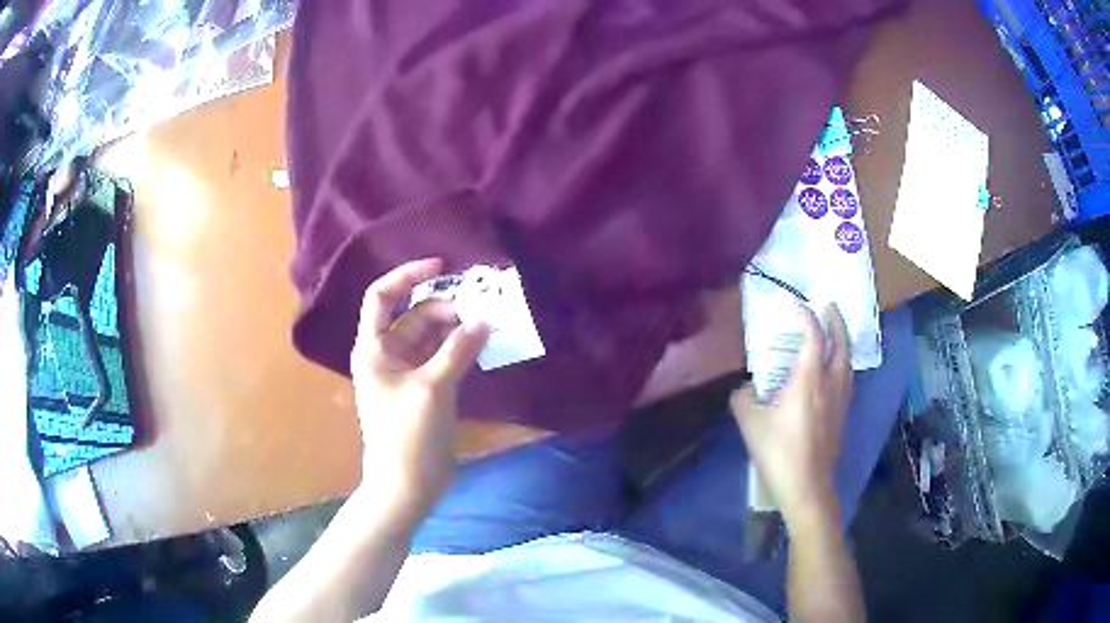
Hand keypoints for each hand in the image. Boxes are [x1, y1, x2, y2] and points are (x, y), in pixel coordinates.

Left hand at [350, 258, 488, 511]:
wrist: (407, 485)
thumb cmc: (407, 435)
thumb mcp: (432, 388)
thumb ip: (458, 350)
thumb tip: (484, 320)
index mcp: (373, 348)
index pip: (382, 296)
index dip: (407, 275)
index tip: (441, 267)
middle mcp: (387, 354)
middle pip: (414, 315)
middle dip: (446, 308)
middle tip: (482, 311)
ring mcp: (407, 372)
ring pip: (432, 336)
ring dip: (457, 328)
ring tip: (489, 325)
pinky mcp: (425, 389)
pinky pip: (443, 357)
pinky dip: (460, 349)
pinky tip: (483, 346)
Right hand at [731, 303, 852, 527]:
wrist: (807, 486)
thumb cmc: (779, 452)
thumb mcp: (750, 423)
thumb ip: (744, 398)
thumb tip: (746, 389)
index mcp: (810, 378)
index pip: (813, 335)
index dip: (805, 314)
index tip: (794, 302)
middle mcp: (831, 382)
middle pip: (841, 342)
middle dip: (835, 320)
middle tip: (829, 306)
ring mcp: (841, 399)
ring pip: (848, 360)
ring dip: (842, 340)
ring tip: (833, 333)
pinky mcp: (843, 415)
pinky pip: (847, 376)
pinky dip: (842, 361)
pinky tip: (833, 370)